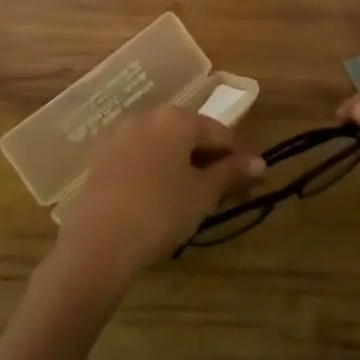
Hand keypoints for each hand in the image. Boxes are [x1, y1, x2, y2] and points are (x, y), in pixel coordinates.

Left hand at [49, 105, 266, 296]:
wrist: (99, 242)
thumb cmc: (161, 211)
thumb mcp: (204, 193)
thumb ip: (232, 172)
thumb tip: (260, 163)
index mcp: (177, 118)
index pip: (220, 132)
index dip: (239, 158)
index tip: (251, 182)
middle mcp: (147, 117)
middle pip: (189, 135)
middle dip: (209, 160)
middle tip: (223, 193)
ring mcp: (120, 136)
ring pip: (163, 146)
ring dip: (182, 165)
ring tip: (192, 199)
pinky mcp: (102, 159)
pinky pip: (140, 158)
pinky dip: (156, 172)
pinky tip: (160, 199)